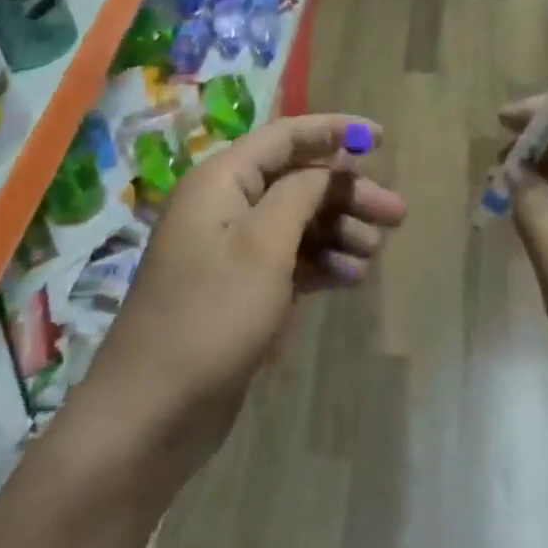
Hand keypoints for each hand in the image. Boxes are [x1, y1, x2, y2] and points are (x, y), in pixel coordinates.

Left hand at [81, 114, 406, 474]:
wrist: (150, 416)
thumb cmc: (210, 317)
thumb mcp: (263, 247)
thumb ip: (301, 194)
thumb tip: (329, 166)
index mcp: (221, 180)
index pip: (285, 137)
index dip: (333, 131)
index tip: (381, 138)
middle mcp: (225, 204)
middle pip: (297, 180)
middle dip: (346, 192)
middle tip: (397, 213)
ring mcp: (230, 249)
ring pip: (296, 220)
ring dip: (338, 229)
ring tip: (375, 251)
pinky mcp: (239, 288)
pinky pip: (288, 259)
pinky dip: (321, 262)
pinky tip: (353, 278)